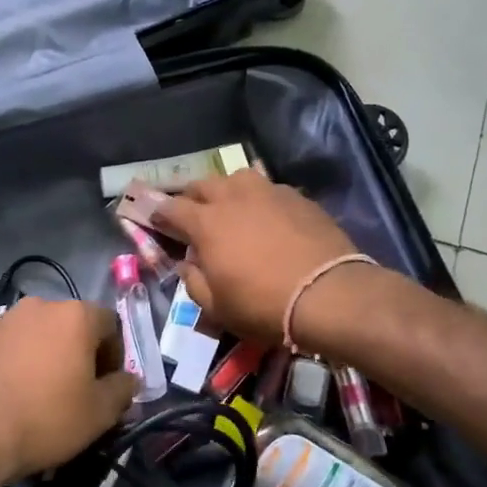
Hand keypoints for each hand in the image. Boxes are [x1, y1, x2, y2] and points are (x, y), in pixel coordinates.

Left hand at [0, 297, 137, 484]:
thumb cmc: (46, 417)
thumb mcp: (99, 413)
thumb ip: (122, 390)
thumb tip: (129, 380)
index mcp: (75, 315)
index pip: (110, 324)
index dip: (116, 355)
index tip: (108, 386)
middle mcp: (40, 306)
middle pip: (73, 326)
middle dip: (81, 353)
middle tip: (79, 391)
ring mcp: (5, 319)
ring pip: (40, 335)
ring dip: (49, 356)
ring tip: (44, 394)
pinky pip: (13, 346)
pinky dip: (21, 362)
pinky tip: (16, 394)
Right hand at [152, 170, 364, 343]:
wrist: (329, 295)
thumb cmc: (264, 306)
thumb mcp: (217, 307)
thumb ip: (193, 281)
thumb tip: (187, 264)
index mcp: (206, 222)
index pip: (170, 207)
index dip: (159, 214)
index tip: (157, 222)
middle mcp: (233, 197)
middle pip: (202, 185)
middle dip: (191, 198)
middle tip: (193, 216)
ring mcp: (267, 192)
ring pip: (236, 178)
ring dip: (226, 191)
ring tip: (231, 209)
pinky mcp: (297, 196)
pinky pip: (268, 189)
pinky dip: (259, 199)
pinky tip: (266, 217)